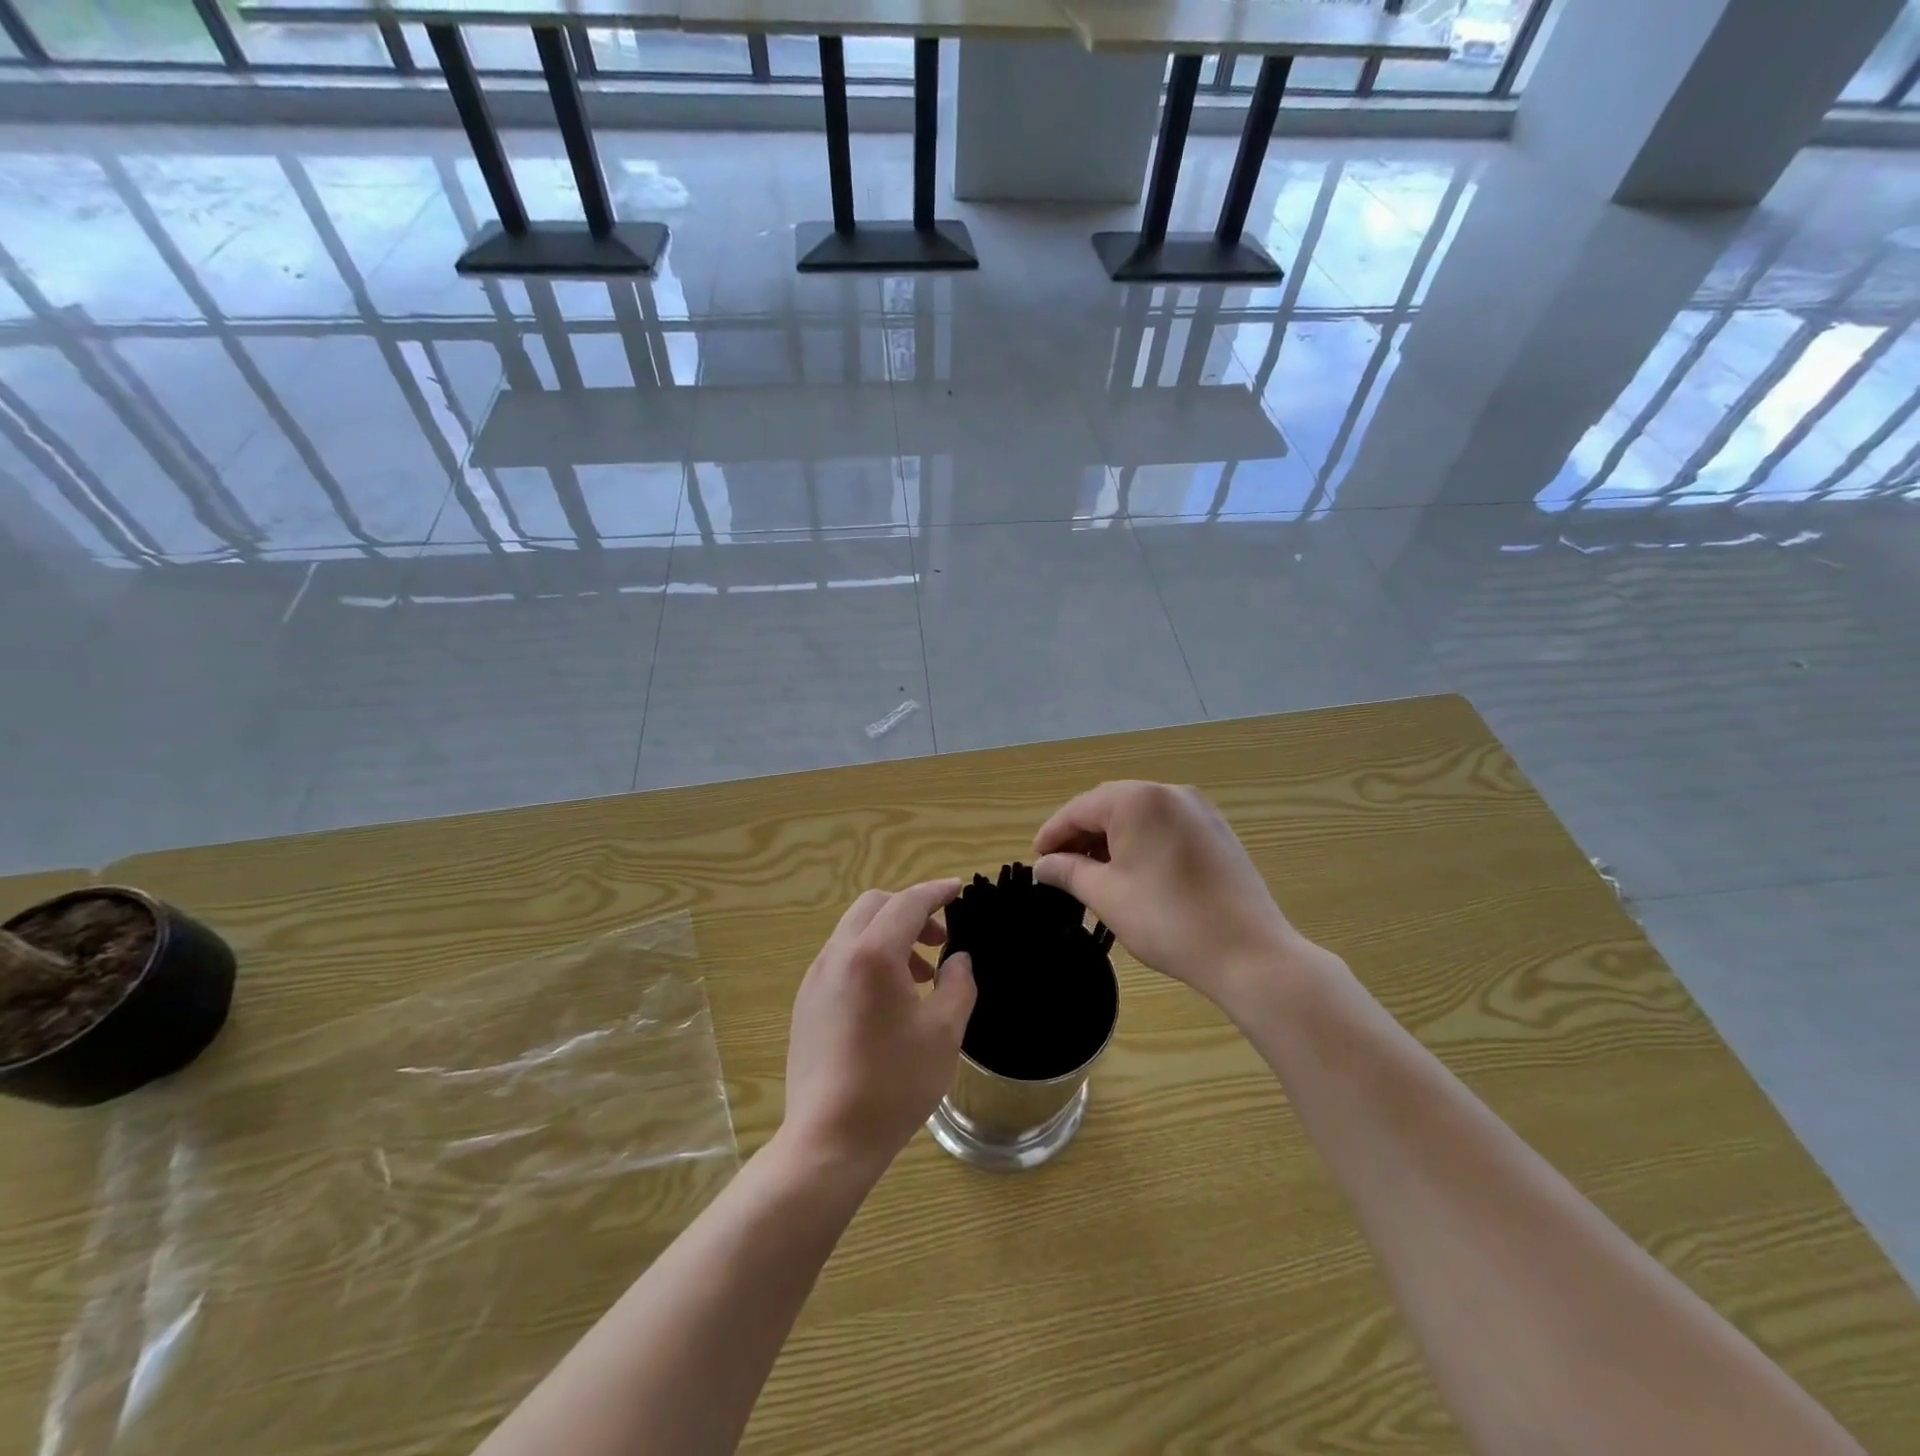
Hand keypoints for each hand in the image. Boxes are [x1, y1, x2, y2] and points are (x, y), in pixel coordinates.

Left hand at [782, 879, 977, 1178]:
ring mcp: (815, 978)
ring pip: (855, 931)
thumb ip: (957, 983)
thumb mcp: (944, 1031)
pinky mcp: (806, 1002)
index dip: (936, 892)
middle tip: (939, 938)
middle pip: (874, 906)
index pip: (908, 902)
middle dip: (910, 910)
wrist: (829, 1138)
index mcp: (873, 954)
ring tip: (920, 975)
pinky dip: (869, 957)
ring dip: (889, 935)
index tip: (958, 889)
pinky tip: (889, 998)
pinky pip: (841, 958)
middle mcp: (838, 954)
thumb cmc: (894, 1082)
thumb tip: (957, 959)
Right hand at [1033, 782, 1319, 1007]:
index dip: (1053, 834)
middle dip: (1082, 834)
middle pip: (1110, 805)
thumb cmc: (1168, 920)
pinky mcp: (1217, 831)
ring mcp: (1199, 810)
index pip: (1080, 809)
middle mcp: (1169, 792)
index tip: (1036, 860)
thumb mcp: (1107, 895)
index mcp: (1138, 799)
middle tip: (1061, 867)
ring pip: (1139, 815)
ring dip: (1111, 838)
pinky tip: (1132, 872)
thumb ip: (1069, 872)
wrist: (1249, 953)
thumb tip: (1044, 866)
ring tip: (1093, 873)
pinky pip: (1165, 826)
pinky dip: (1141, 842)